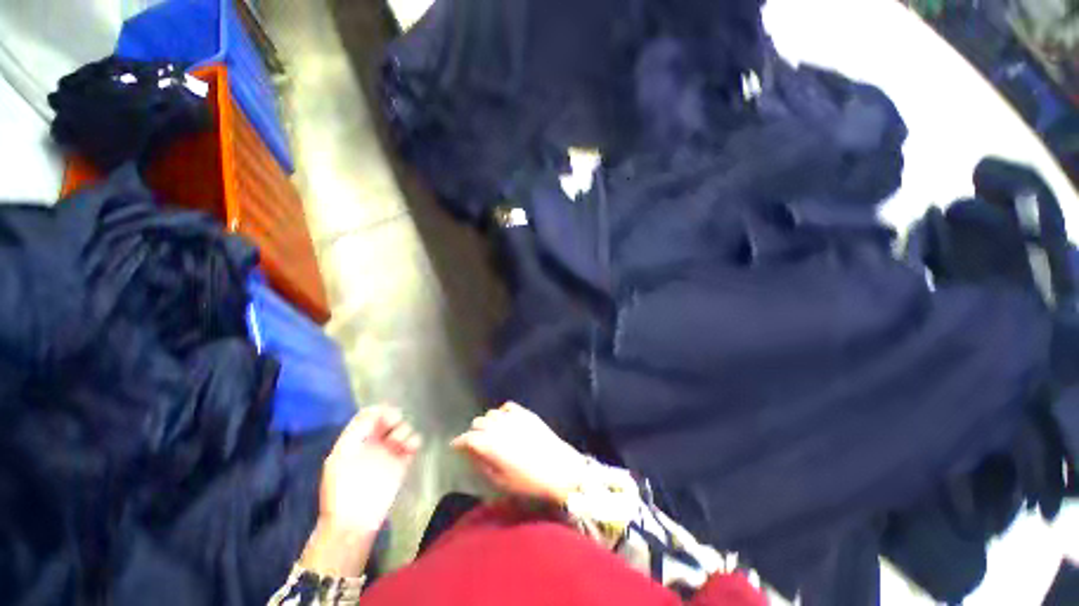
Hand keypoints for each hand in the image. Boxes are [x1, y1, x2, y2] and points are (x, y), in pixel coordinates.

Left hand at [319, 406, 420, 530]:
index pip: (370, 415)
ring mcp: (390, 451)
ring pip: (404, 428)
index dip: (379, 410)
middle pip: (390, 417)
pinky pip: (415, 443)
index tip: (385, 414)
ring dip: (403, 430)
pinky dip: (415, 441)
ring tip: (397, 444)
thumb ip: (357, 431)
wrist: (355, 519)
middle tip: (393, 423)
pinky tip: (409, 448)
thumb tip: (376, 410)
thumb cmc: (342, 488)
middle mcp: (374, 441)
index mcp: (356, 439)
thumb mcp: (341, 456)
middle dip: (394, 417)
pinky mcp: (403, 462)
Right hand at [452, 402, 586, 504]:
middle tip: (475, 443)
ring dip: (487, 422)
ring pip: (491, 413)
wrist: (559, 468)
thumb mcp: (500, 481)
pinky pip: (508, 406)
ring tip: (491, 432)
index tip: (455, 446)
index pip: (467, 438)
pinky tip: (505, 421)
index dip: (459, 442)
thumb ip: (482, 463)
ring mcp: (513, 417)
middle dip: (473, 432)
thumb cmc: (528, 481)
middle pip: (478, 422)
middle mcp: (498, 426)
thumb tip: (471, 452)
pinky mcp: (526, 413)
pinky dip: (502, 413)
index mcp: (489, 444)